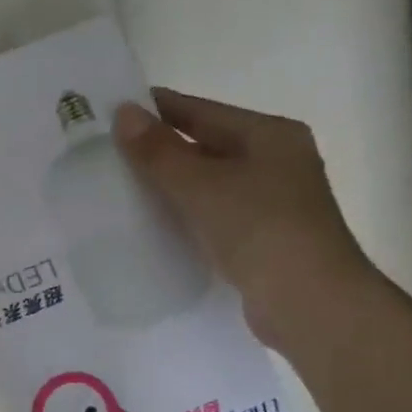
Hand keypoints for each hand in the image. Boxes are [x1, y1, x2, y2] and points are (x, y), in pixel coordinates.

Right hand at [115, 88, 376, 347]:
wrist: (307, 302)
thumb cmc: (260, 230)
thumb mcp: (203, 185)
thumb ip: (160, 152)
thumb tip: (123, 113)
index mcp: (269, 135)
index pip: (201, 111)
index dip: (156, 109)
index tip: (110, 111)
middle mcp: (273, 162)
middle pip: (204, 146)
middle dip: (157, 151)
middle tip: (104, 154)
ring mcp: (268, 203)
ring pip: (205, 185)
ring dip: (166, 187)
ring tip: (115, 190)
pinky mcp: (258, 240)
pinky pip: (209, 217)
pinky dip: (181, 217)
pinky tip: (148, 227)